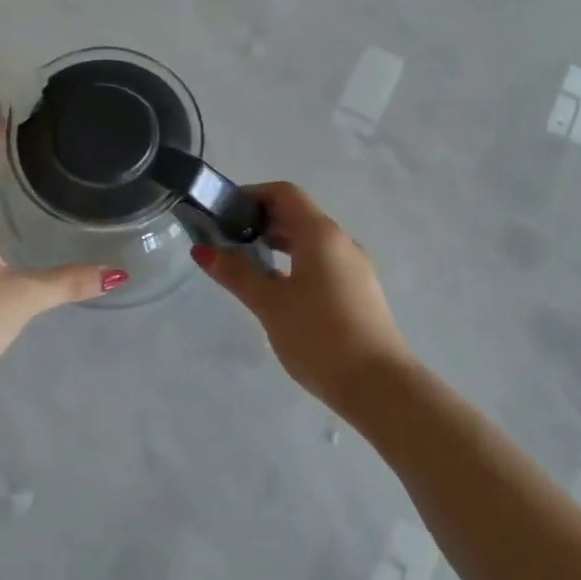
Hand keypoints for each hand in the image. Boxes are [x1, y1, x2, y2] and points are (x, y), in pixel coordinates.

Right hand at [192, 182, 412, 412]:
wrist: (377, 385)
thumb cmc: (319, 336)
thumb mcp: (271, 304)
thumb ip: (237, 274)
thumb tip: (203, 250)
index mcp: (322, 235)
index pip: (285, 194)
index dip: (251, 195)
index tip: (222, 213)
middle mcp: (342, 243)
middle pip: (298, 216)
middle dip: (261, 222)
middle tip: (226, 241)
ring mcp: (354, 269)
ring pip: (311, 243)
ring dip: (278, 245)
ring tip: (246, 266)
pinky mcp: (358, 293)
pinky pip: (322, 264)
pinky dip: (295, 264)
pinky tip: (277, 292)